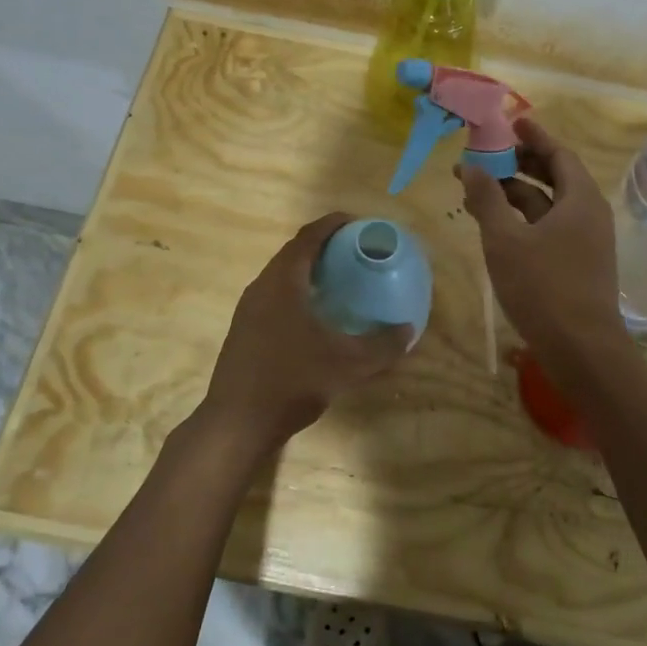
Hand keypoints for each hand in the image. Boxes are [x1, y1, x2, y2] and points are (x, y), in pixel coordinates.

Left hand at [198, 213, 411, 461]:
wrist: (236, 423)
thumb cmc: (292, 382)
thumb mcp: (347, 365)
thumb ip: (382, 346)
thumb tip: (409, 330)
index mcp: (283, 282)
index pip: (308, 237)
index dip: (332, 224)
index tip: (356, 222)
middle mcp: (261, 287)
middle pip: (293, 253)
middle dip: (323, 246)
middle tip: (353, 250)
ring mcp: (248, 309)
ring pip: (280, 276)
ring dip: (307, 270)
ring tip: (338, 279)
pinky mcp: (244, 330)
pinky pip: (273, 295)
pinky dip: (296, 291)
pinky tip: (314, 315)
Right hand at [456, 119, 625, 354]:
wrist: (582, 349)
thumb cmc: (543, 287)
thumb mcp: (505, 240)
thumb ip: (487, 199)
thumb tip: (470, 166)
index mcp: (580, 199)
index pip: (559, 154)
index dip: (534, 137)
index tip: (512, 123)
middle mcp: (588, 214)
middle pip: (555, 177)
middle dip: (519, 165)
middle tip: (487, 155)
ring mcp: (585, 241)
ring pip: (548, 205)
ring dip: (515, 194)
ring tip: (477, 190)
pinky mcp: (577, 263)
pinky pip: (549, 227)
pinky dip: (523, 219)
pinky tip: (495, 226)